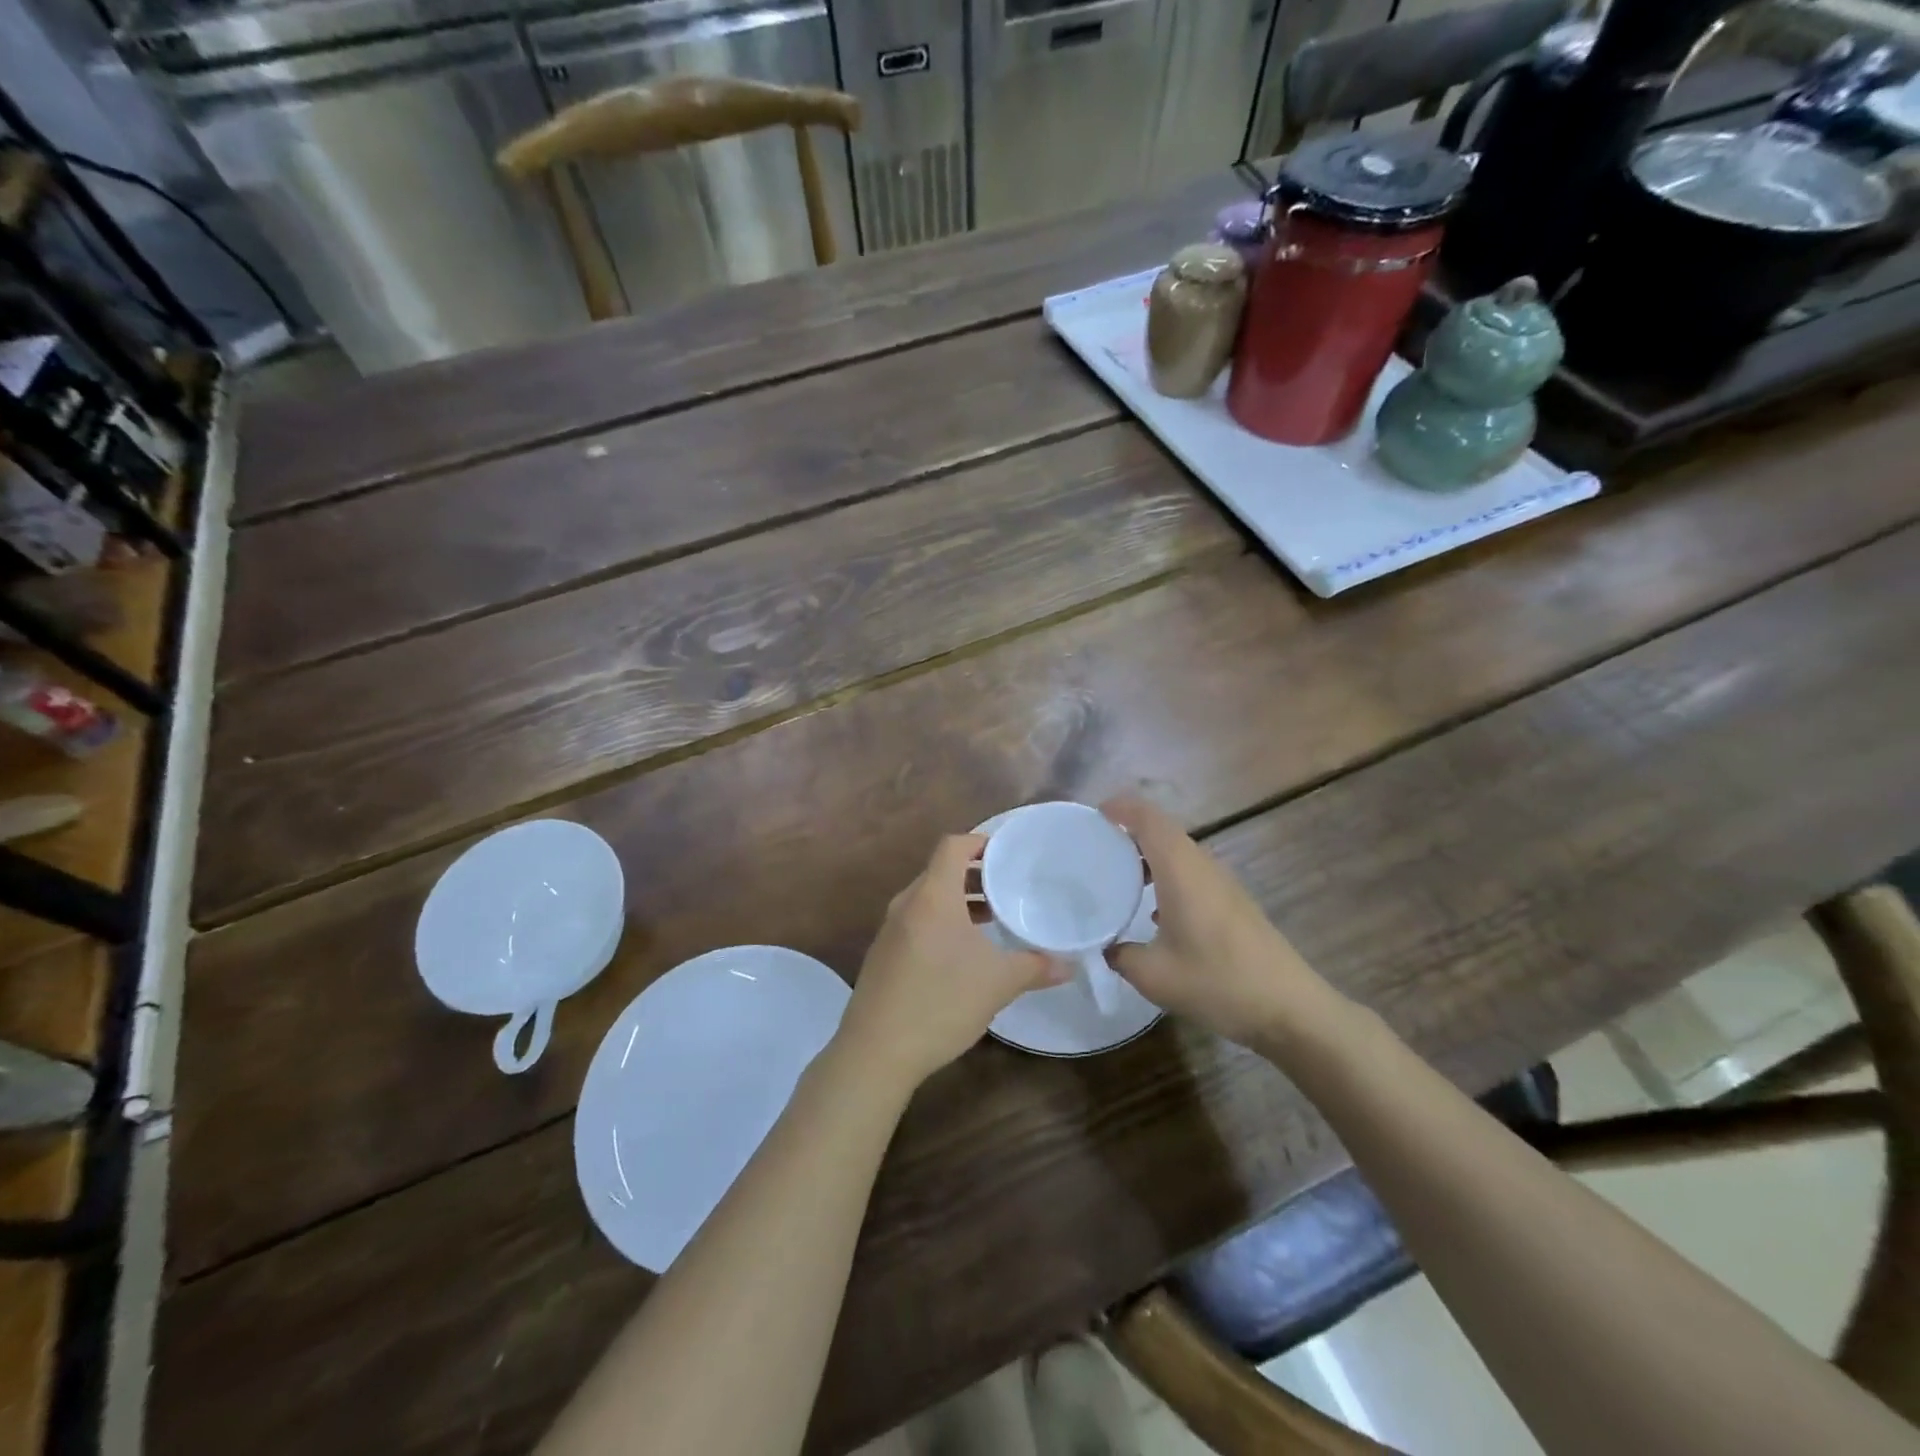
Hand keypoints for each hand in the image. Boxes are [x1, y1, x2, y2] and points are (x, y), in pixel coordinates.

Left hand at [837, 834, 1063, 1089]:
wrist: (875, 1051)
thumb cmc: (940, 1002)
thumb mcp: (998, 983)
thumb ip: (1036, 967)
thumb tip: (1070, 964)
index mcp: (933, 895)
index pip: (953, 846)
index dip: (980, 842)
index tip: (1009, 855)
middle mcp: (907, 903)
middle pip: (941, 871)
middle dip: (975, 875)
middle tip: (1009, 887)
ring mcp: (890, 930)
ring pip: (929, 899)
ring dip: (959, 901)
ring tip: (992, 919)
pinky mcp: (883, 955)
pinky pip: (917, 922)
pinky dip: (942, 923)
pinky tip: (963, 954)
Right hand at [1102, 796, 1346, 1048]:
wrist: (1289, 1009)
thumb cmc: (1218, 982)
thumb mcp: (1154, 976)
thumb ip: (1121, 955)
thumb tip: (1105, 947)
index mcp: (1181, 870)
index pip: (1148, 817)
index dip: (1120, 807)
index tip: (1094, 816)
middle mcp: (1203, 866)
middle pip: (1163, 830)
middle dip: (1129, 831)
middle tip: (1096, 849)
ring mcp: (1222, 883)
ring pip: (1179, 852)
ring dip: (1148, 856)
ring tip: (1118, 878)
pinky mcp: (1233, 903)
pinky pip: (1191, 873)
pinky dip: (1166, 877)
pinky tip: (1152, 911)